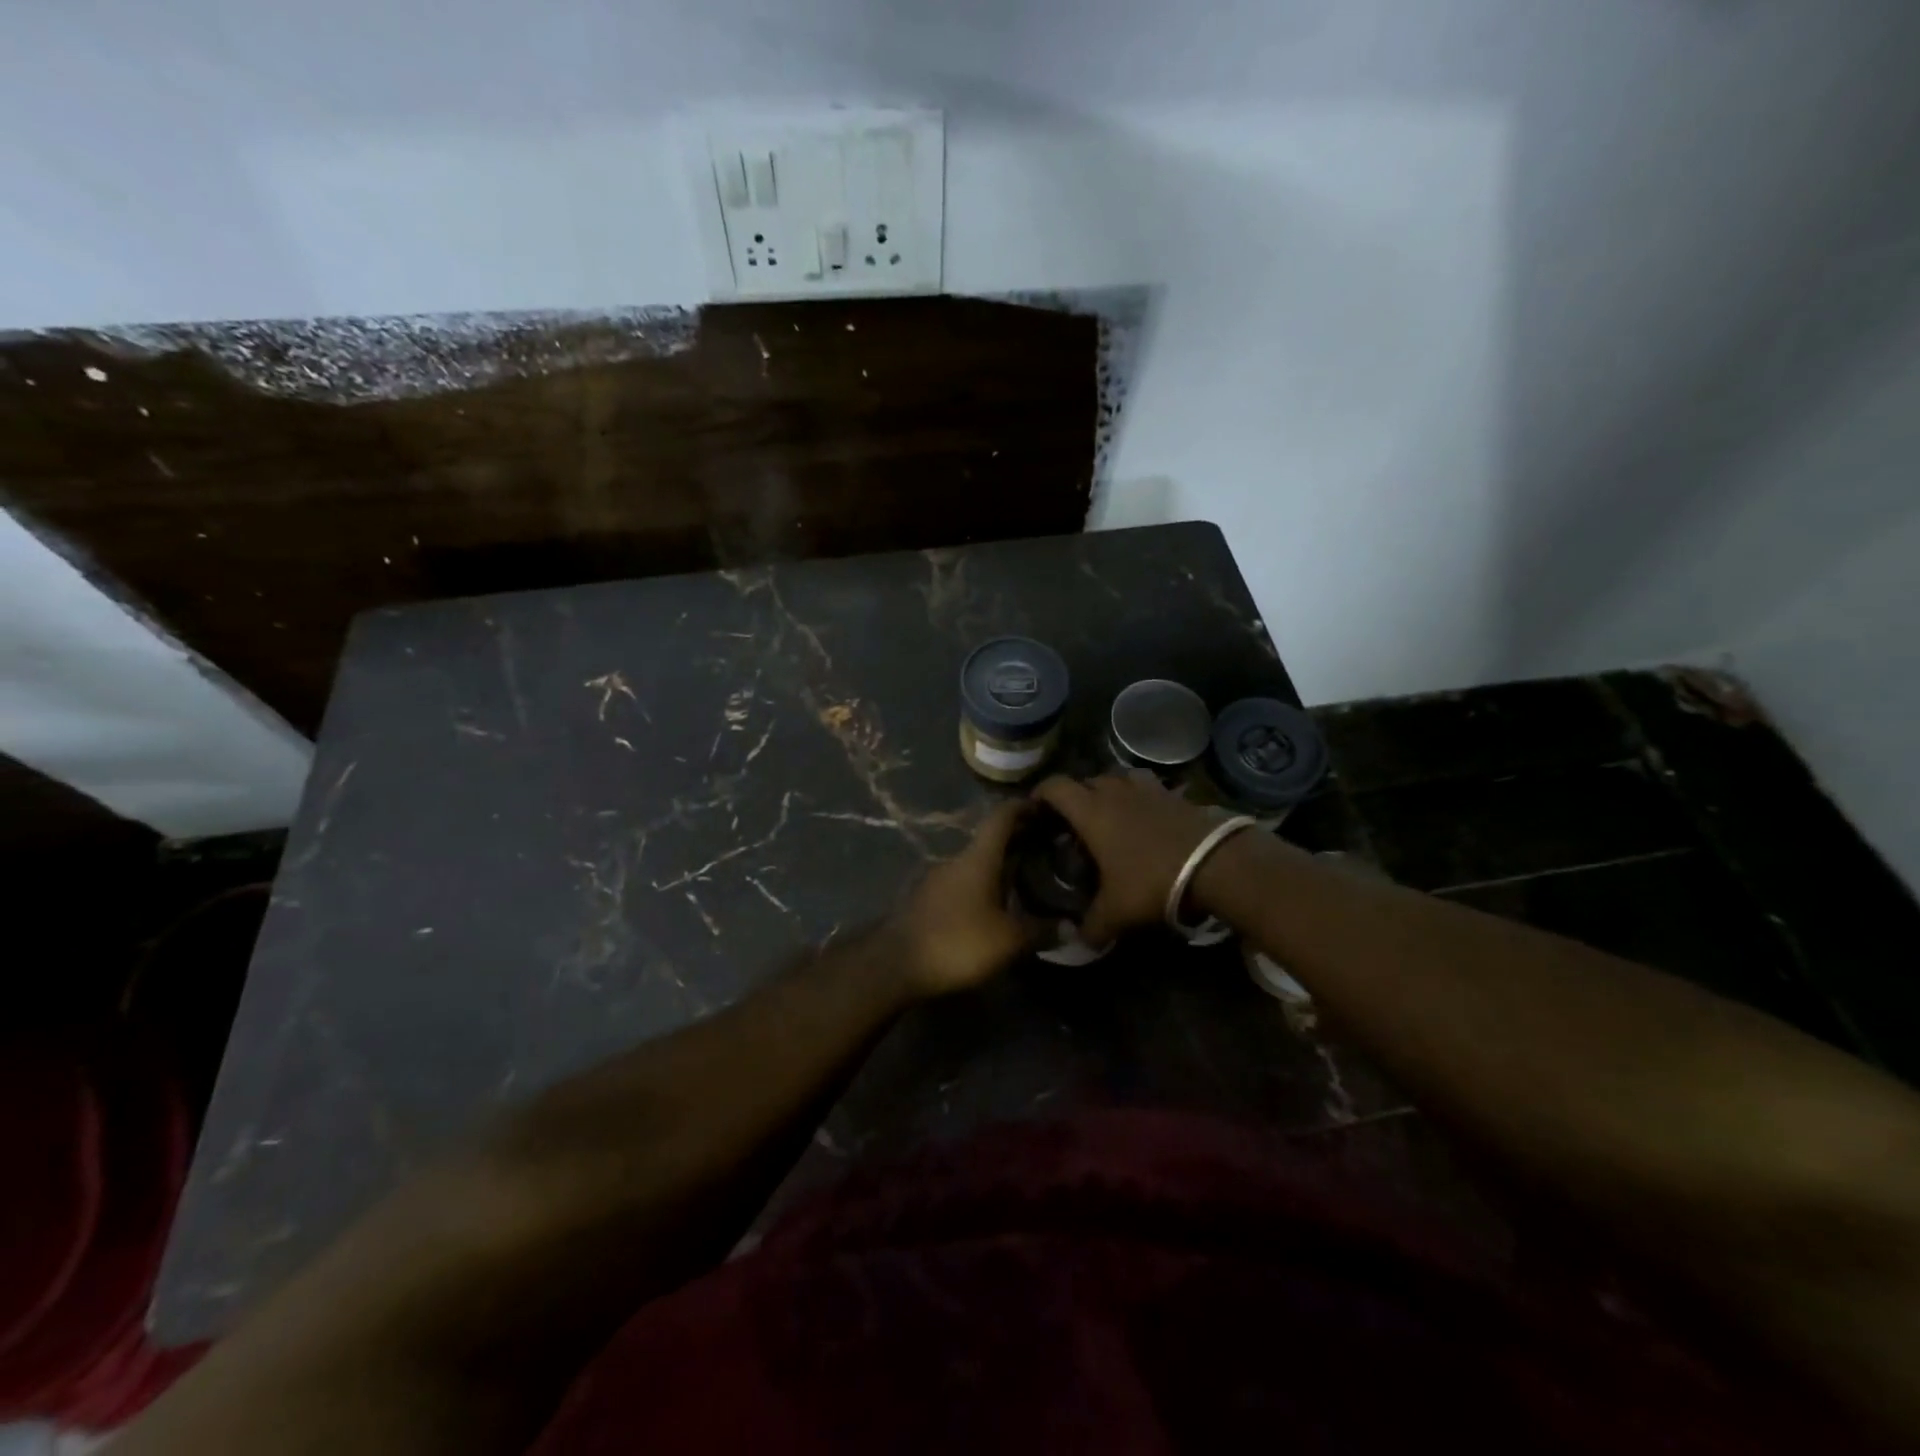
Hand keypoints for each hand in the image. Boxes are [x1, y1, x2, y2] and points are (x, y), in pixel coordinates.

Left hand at [891, 799, 1036, 996]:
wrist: (895, 964)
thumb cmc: (957, 942)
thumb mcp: (1008, 941)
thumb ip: (1041, 931)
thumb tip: (1071, 928)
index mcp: (978, 858)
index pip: (1002, 817)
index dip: (1023, 807)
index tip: (1044, 805)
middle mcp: (957, 860)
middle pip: (990, 840)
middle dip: (1018, 839)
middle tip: (1047, 846)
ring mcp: (938, 879)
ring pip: (975, 863)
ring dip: (999, 865)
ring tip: (1026, 878)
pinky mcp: (927, 900)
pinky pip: (963, 883)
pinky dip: (983, 885)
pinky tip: (996, 905)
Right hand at [1033, 773, 1221, 944]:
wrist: (1215, 865)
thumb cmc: (1152, 881)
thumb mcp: (1116, 913)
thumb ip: (1090, 927)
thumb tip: (1075, 942)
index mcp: (1090, 812)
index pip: (1055, 787)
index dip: (1041, 794)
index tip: (1035, 809)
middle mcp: (1114, 792)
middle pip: (1086, 780)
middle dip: (1075, 796)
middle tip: (1072, 821)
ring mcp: (1147, 789)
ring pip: (1117, 777)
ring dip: (1108, 790)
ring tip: (1108, 812)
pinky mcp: (1174, 794)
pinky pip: (1147, 786)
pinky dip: (1138, 796)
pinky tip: (1143, 816)